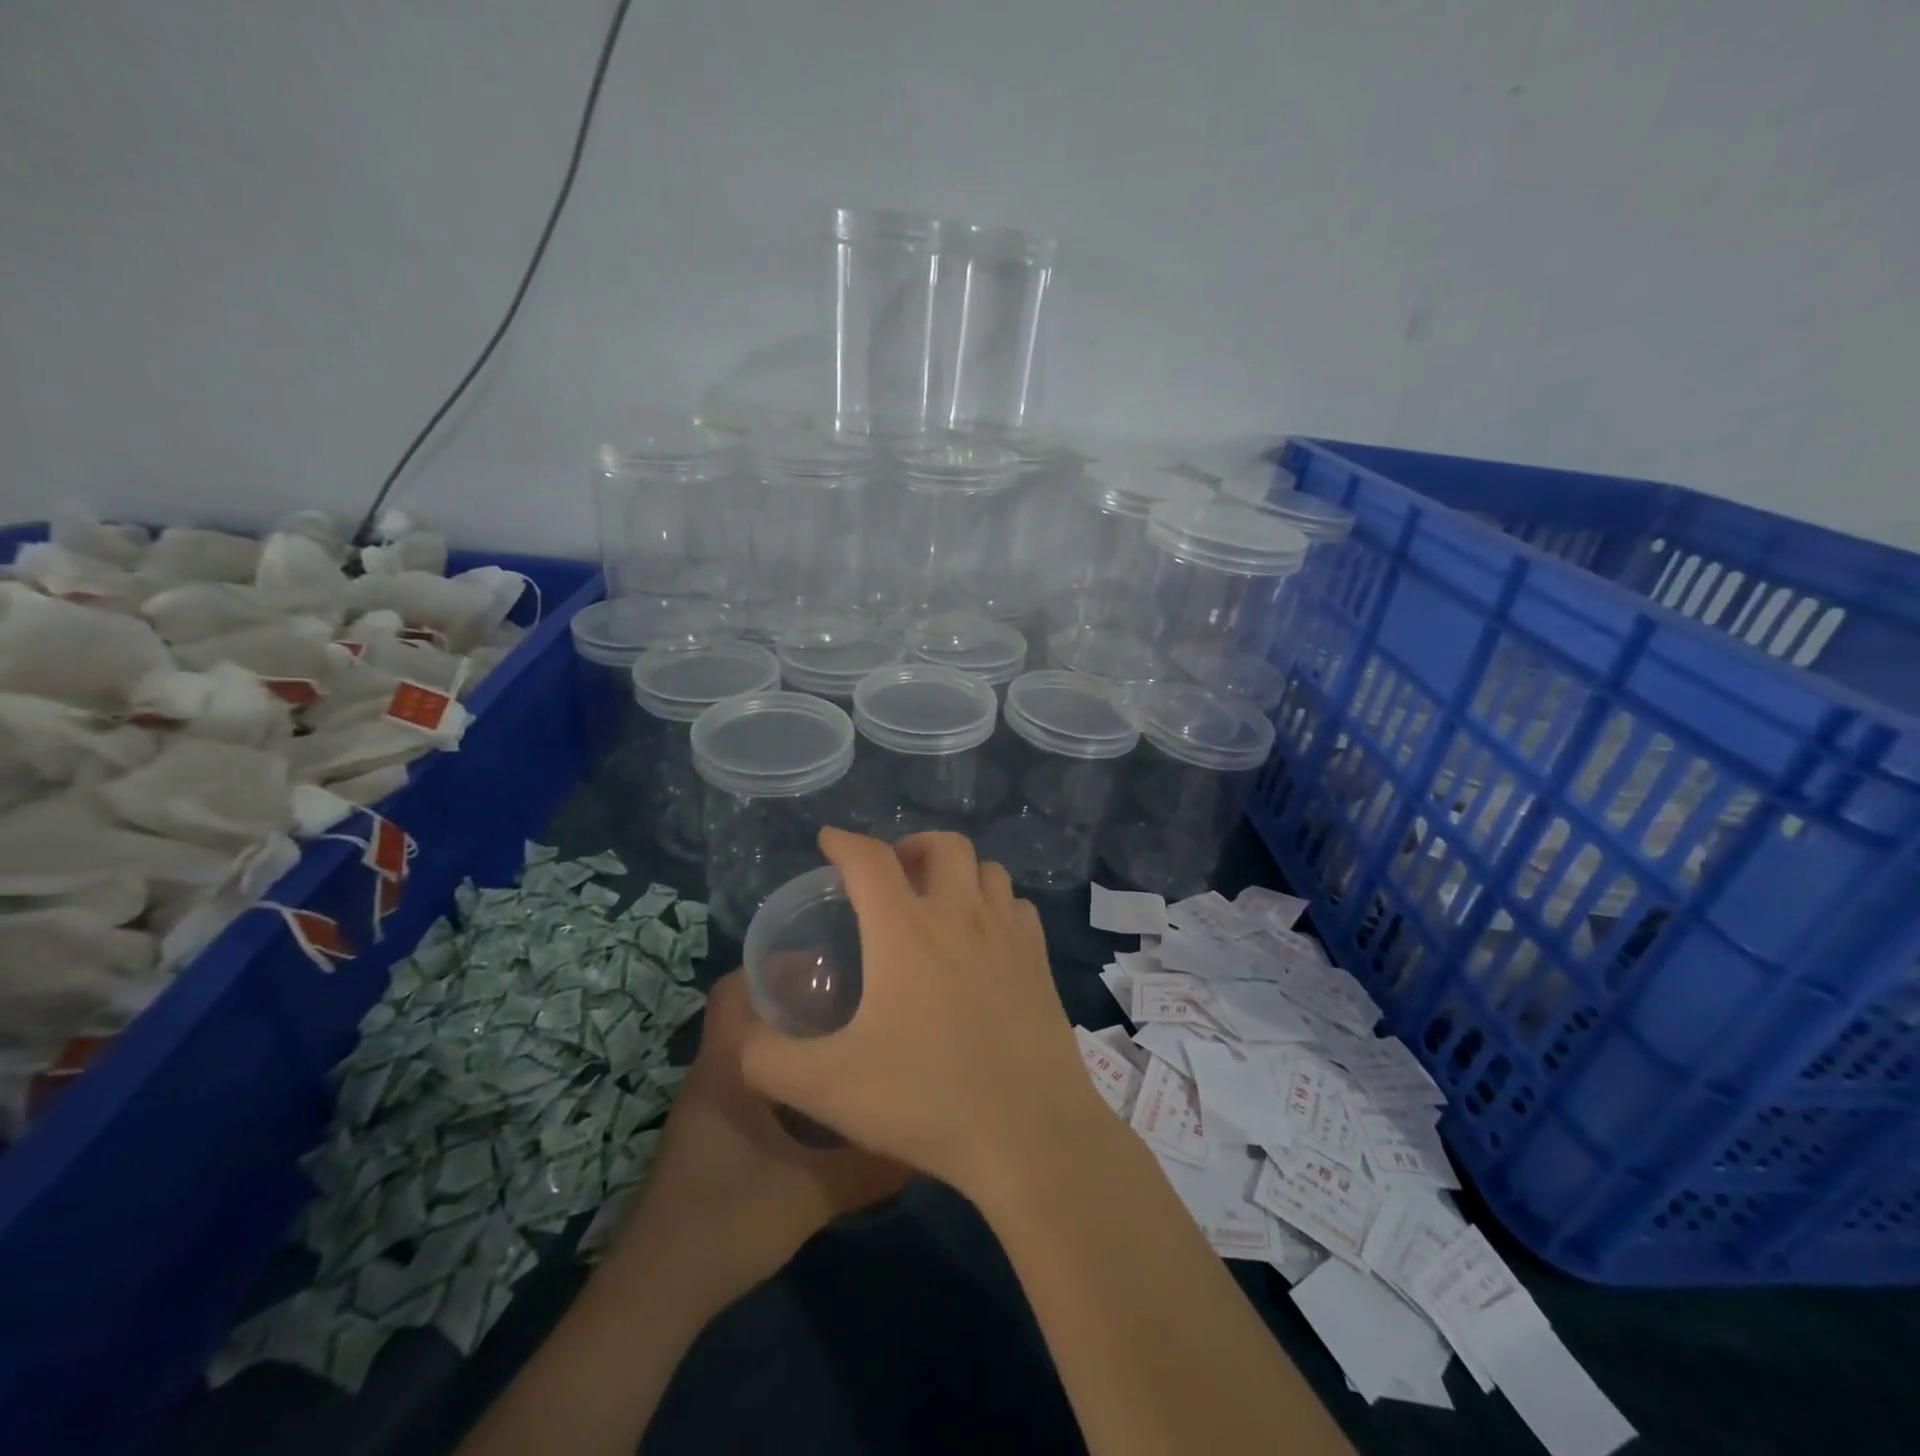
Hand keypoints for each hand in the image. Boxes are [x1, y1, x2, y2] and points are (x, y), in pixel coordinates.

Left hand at [605, 969, 911, 1317]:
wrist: (655, 1296)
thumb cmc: (725, 1222)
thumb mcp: (809, 1194)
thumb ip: (868, 1166)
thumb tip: (923, 1144)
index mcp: (727, 1066)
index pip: (735, 988)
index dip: (774, 965)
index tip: (827, 959)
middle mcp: (714, 1074)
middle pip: (750, 1012)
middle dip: (797, 996)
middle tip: (853, 992)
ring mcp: (710, 1105)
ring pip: (754, 1048)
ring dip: (792, 1036)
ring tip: (848, 1031)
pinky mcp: (714, 1133)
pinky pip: (752, 1079)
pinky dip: (785, 1072)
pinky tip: (824, 1090)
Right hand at [739, 829, 1109, 1200]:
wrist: (1029, 1135)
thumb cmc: (925, 1101)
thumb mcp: (824, 1087)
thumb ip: (766, 1058)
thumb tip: (743, 1034)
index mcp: (906, 930)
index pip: (870, 859)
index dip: (844, 842)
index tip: (829, 841)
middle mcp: (961, 915)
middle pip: (943, 844)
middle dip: (911, 846)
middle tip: (892, 876)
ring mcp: (1008, 934)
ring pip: (987, 869)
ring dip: (957, 872)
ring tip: (938, 902)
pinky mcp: (1040, 960)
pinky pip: (1017, 906)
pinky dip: (995, 904)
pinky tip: (984, 938)